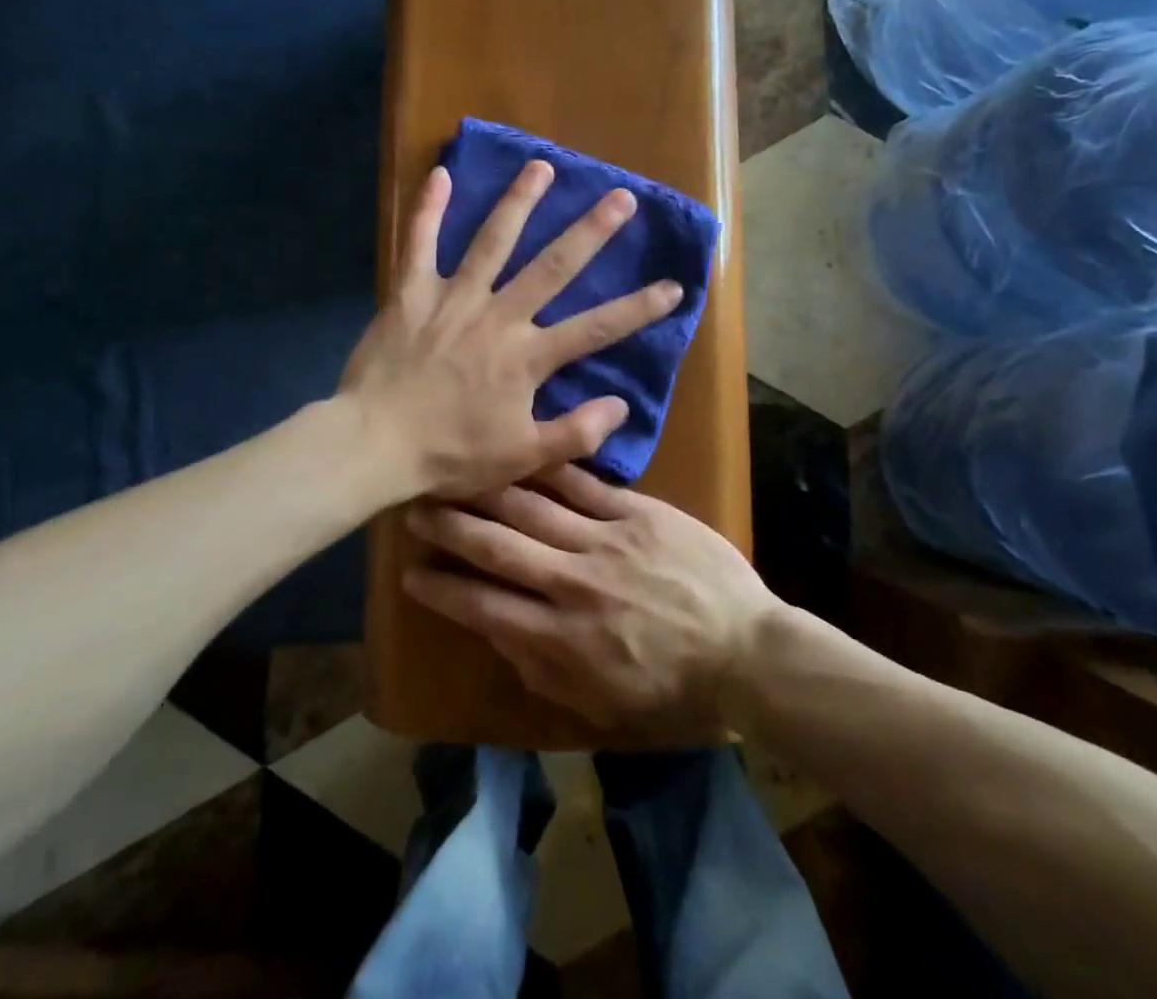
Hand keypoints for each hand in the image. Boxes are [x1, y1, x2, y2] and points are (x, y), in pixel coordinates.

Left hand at [340, 161, 683, 499]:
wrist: (373, 445)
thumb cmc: (449, 455)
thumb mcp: (521, 458)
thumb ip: (575, 432)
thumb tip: (621, 404)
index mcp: (527, 357)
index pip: (596, 328)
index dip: (639, 308)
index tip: (674, 285)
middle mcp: (497, 316)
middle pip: (553, 266)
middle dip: (591, 231)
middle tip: (621, 197)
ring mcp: (452, 298)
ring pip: (492, 241)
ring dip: (519, 202)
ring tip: (542, 167)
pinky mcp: (411, 293)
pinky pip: (419, 243)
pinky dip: (429, 208)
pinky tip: (442, 173)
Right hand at [401, 464, 779, 735]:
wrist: (746, 650)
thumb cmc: (673, 687)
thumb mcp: (600, 705)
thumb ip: (542, 671)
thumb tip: (499, 632)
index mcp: (562, 640)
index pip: (484, 607)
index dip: (442, 590)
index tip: (410, 574)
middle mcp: (574, 584)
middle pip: (498, 547)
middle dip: (450, 528)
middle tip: (414, 509)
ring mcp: (606, 541)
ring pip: (532, 508)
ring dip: (488, 492)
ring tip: (456, 475)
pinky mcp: (639, 513)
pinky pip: (584, 485)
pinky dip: (549, 470)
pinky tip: (523, 451)